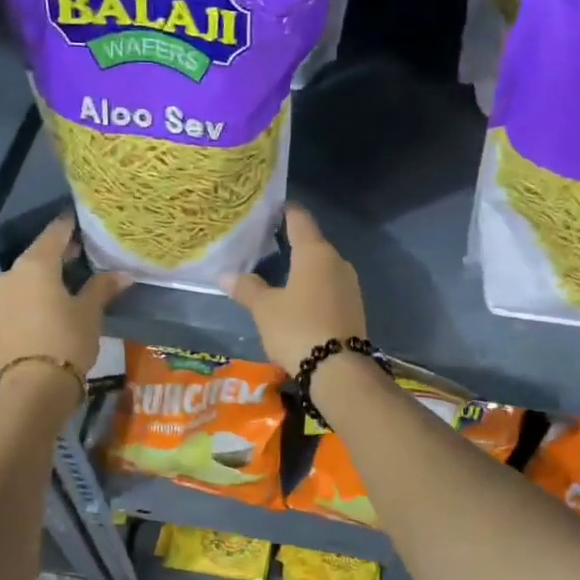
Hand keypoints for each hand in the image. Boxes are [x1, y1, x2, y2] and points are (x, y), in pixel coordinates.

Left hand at [0, 214, 130, 377]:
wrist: (30, 389)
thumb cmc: (65, 341)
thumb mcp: (90, 313)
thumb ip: (103, 287)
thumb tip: (123, 273)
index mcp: (35, 264)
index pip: (56, 232)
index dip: (73, 225)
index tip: (89, 223)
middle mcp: (11, 273)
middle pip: (40, 254)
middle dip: (63, 253)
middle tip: (88, 254)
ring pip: (27, 277)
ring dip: (48, 276)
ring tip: (73, 282)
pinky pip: (19, 296)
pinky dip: (35, 294)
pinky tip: (53, 304)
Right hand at [220, 205, 367, 373]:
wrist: (339, 370)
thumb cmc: (298, 328)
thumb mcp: (264, 309)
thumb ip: (247, 288)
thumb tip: (225, 274)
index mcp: (315, 253)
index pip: (299, 219)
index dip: (284, 211)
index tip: (269, 208)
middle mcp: (337, 262)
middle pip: (312, 243)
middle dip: (291, 242)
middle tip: (265, 244)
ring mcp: (349, 285)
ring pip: (322, 267)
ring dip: (303, 268)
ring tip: (278, 272)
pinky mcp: (354, 308)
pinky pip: (329, 287)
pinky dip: (313, 287)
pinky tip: (298, 298)